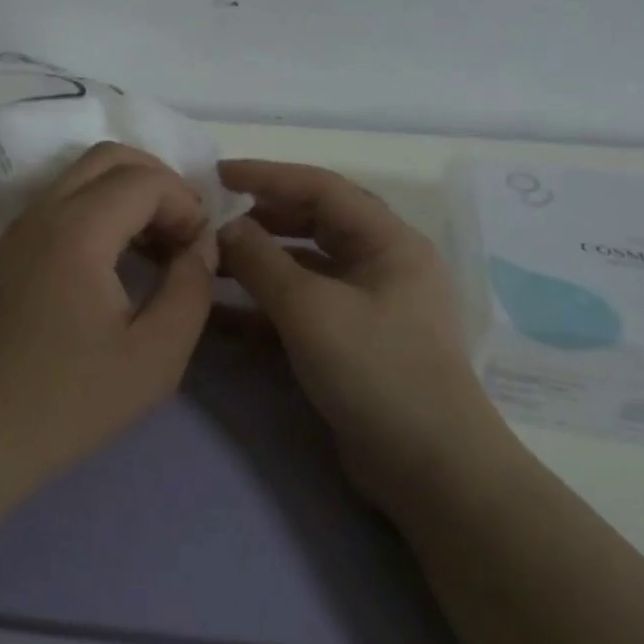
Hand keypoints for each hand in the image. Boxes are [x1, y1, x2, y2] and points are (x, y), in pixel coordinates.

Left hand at [0, 143, 218, 493]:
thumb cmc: (69, 400)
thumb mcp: (156, 355)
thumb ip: (191, 288)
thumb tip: (202, 245)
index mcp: (77, 230)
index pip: (143, 179)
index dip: (185, 202)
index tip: (202, 246)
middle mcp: (41, 213)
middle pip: (107, 157)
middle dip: (157, 180)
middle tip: (184, 229)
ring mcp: (16, 229)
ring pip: (79, 177)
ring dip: (125, 194)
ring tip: (156, 246)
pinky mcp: (5, 251)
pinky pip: (58, 204)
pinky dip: (96, 210)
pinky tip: (115, 261)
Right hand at [216, 159, 494, 501]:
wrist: (430, 470)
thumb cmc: (377, 371)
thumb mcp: (311, 309)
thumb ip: (262, 261)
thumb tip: (224, 227)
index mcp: (389, 242)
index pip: (322, 187)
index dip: (268, 176)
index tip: (217, 174)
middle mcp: (382, 264)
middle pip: (315, 222)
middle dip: (263, 215)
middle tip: (214, 215)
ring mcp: (368, 305)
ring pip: (306, 265)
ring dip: (260, 260)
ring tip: (212, 257)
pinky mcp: (352, 341)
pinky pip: (303, 306)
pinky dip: (266, 303)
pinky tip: (223, 309)